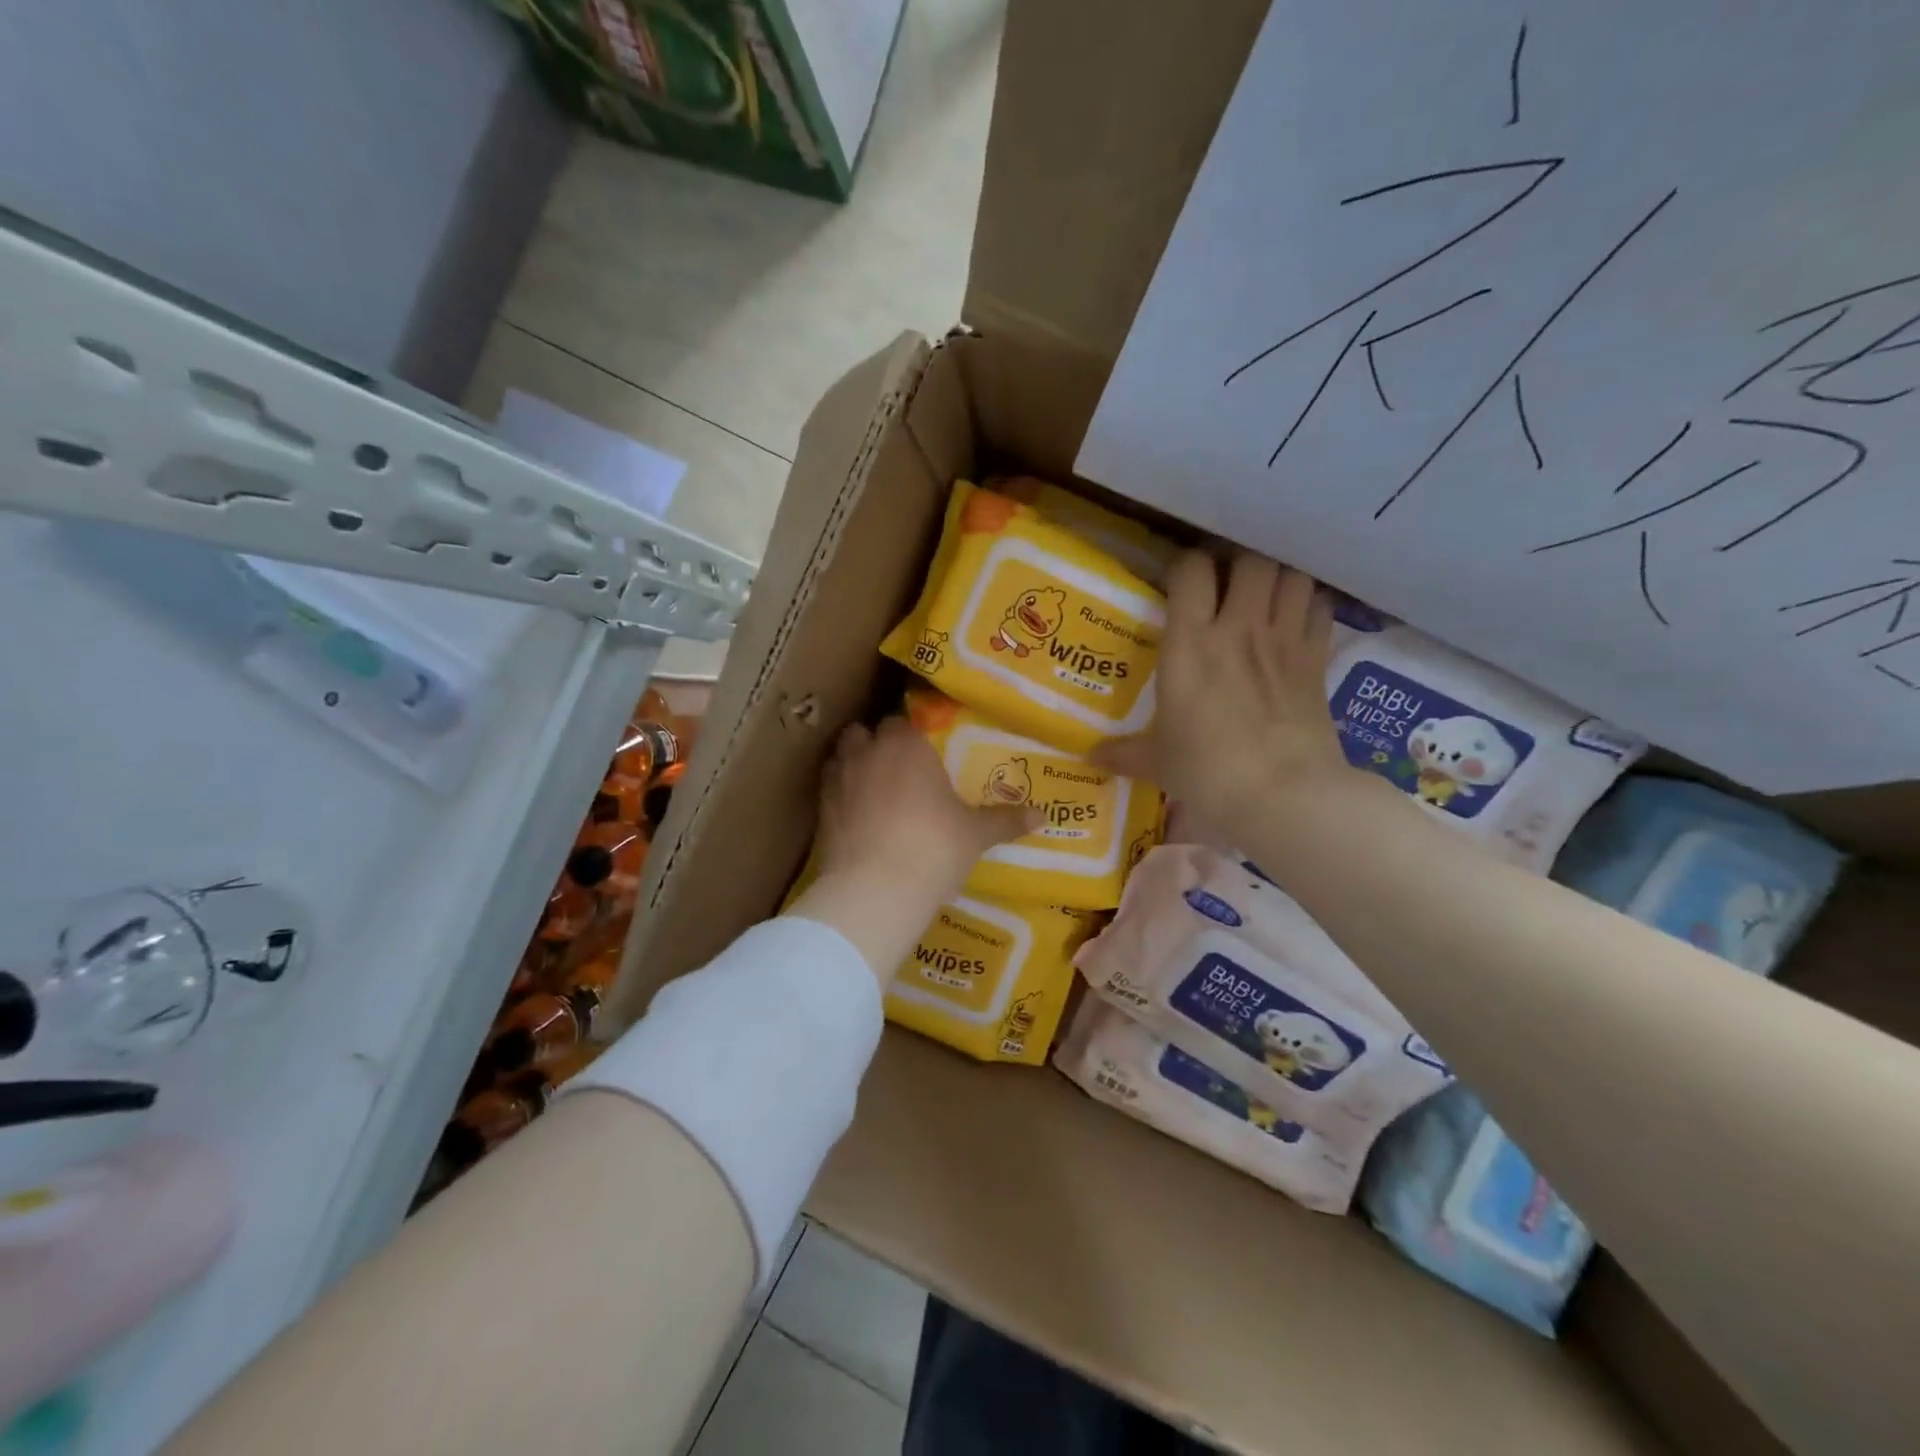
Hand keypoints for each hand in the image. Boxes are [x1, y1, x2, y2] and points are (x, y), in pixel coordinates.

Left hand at [794, 718, 1037, 984]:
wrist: (874, 889)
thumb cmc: (933, 848)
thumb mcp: (974, 835)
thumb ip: (1004, 820)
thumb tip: (1043, 816)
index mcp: (907, 745)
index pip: (903, 721)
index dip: (912, 735)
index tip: (924, 752)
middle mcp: (869, 752)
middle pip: (866, 731)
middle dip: (878, 744)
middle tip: (899, 769)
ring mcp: (838, 779)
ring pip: (842, 756)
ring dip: (854, 764)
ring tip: (873, 789)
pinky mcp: (820, 809)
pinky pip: (829, 789)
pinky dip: (841, 795)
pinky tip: (857, 817)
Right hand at [1098, 551, 1351, 839]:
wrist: (1284, 795)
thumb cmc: (1209, 772)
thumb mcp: (1158, 762)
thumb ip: (1124, 753)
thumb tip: (1089, 757)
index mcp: (1190, 644)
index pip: (1191, 570)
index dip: (1185, 567)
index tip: (1178, 584)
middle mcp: (1238, 628)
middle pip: (1249, 560)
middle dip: (1237, 566)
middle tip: (1226, 587)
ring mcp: (1283, 640)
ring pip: (1291, 574)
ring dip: (1277, 579)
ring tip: (1264, 597)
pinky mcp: (1317, 659)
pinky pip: (1321, 606)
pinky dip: (1309, 604)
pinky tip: (1297, 620)